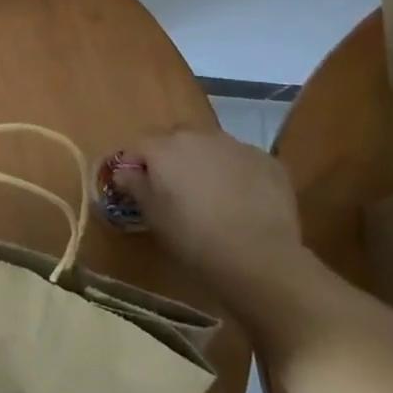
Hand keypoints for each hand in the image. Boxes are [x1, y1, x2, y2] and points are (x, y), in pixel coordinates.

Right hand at [112, 127, 301, 277]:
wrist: (258, 256)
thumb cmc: (192, 236)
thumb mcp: (152, 215)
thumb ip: (134, 185)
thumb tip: (125, 172)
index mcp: (164, 147)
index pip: (137, 145)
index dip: (134, 165)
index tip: (136, 186)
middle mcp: (199, 136)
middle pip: (175, 137)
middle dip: (170, 156)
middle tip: (174, 188)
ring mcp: (237, 145)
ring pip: (210, 145)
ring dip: (204, 161)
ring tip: (211, 193)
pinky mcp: (267, 161)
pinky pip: (241, 160)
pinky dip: (235, 172)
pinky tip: (241, 199)